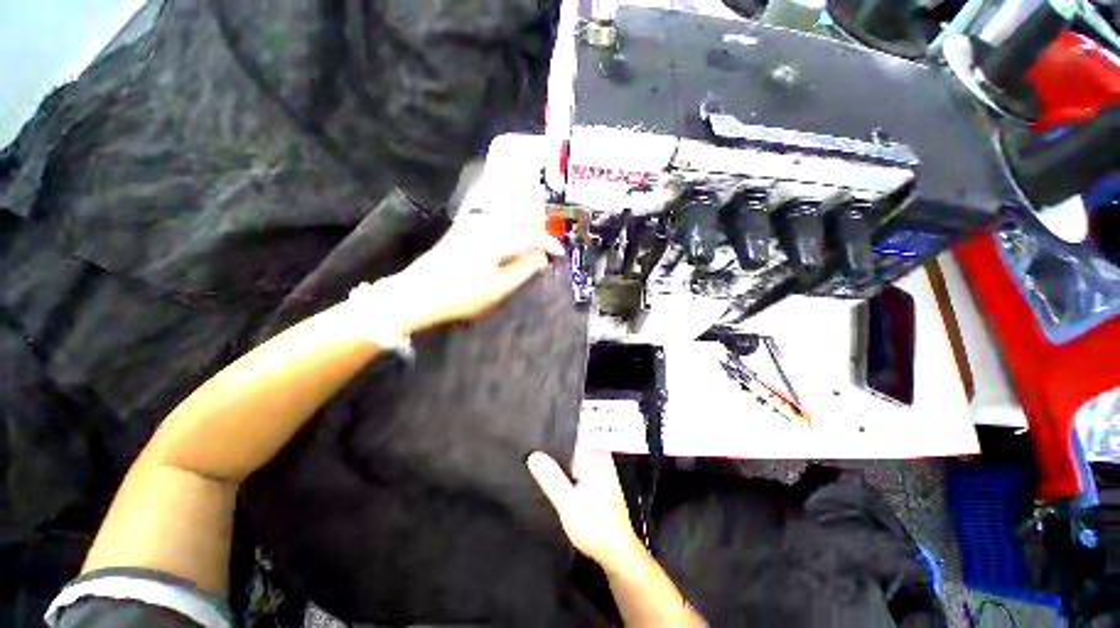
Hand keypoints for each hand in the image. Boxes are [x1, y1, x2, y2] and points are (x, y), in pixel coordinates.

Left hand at [382, 210, 563, 333]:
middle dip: (541, 222)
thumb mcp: (497, 289)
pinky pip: (495, 216)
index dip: (550, 243)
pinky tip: (514, 229)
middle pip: (521, 214)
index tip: (561, 253)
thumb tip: (542, 257)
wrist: (417, 293)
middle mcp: (486, 224)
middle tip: (553, 235)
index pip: (532, 235)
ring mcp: (473, 223)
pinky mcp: (465, 227)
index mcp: (496, 240)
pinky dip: (510, 219)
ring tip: (539, 229)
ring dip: (526, 217)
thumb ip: (523, 270)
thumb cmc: (460, 296)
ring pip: (508, 212)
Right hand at [527, 450, 645, 568]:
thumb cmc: (595, 527)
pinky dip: (567, 473)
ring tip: (541, 468)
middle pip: (571, 447)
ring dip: (559, 465)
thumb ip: (550, 477)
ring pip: (573, 459)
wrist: (617, 552)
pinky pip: (578, 468)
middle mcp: (600, 457)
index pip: (569, 438)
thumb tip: (533, 455)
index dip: (550, 440)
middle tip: (534, 457)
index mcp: (594, 456)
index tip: (533, 441)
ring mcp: (601, 468)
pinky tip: (556, 481)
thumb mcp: (567, 503)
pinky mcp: (599, 479)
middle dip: (554, 453)